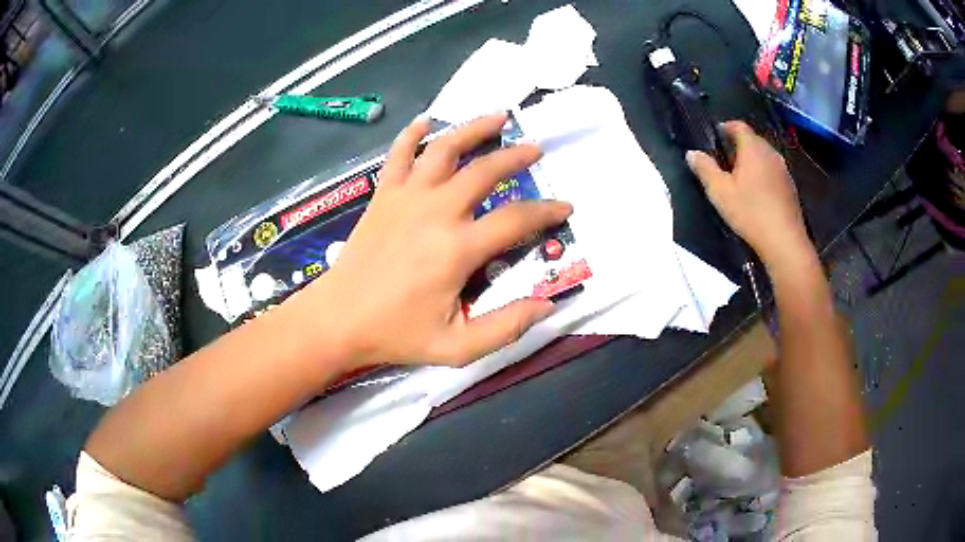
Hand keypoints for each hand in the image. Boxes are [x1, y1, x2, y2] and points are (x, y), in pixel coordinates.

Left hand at [303, 112, 571, 368]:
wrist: (337, 320)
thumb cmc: (395, 334)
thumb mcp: (456, 347)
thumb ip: (505, 327)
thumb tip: (547, 305)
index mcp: (457, 249)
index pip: (516, 220)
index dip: (546, 212)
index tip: (565, 207)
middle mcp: (435, 211)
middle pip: (484, 170)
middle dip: (516, 156)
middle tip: (535, 149)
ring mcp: (406, 198)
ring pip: (443, 149)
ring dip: (472, 129)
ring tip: (496, 117)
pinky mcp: (383, 196)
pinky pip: (397, 155)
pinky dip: (411, 134)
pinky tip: (425, 121)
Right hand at [686, 121, 811, 265]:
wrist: (784, 241)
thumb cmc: (750, 212)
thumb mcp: (720, 192)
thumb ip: (705, 169)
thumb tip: (692, 153)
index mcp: (753, 148)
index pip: (739, 126)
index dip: (726, 127)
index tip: (716, 134)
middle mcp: (770, 153)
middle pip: (753, 140)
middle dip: (739, 144)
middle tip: (725, 157)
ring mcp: (783, 170)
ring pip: (765, 156)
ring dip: (752, 160)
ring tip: (740, 175)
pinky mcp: (790, 188)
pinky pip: (773, 172)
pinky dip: (763, 175)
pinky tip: (757, 192)